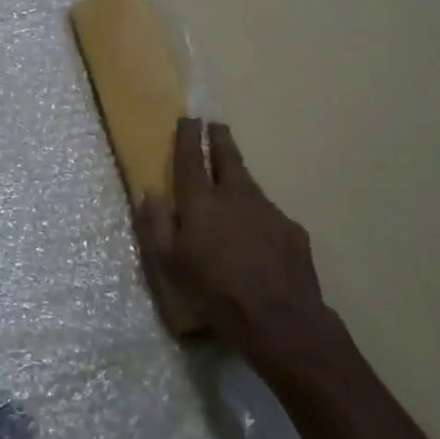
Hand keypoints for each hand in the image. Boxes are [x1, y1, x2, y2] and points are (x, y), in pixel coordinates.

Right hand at [135, 118, 348, 378]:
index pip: (191, 158)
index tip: (188, 118)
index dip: (188, 137)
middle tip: (216, 126)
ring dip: (238, 178)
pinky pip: (268, 214)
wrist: (280, 320)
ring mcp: (268, 210)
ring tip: (232, 184)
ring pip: (249, 185)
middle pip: (228, 157)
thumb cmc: (213, 292)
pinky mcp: (291, 229)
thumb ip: (156, 224)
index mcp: (201, 202)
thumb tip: (148, 193)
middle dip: (219, 139)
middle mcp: (236, 196)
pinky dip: (256, 215)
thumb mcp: (169, 264)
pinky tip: (255, 235)